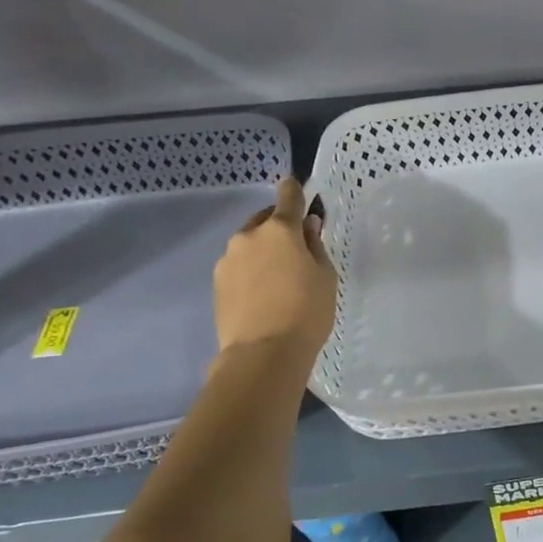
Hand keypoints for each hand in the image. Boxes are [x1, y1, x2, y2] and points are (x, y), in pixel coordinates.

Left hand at [214, 178, 336, 361]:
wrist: (263, 354)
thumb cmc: (306, 311)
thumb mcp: (325, 276)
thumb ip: (315, 245)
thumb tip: (307, 227)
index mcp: (280, 229)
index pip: (288, 197)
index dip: (295, 190)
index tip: (297, 187)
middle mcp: (249, 236)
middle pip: (265, 220)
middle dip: (279, 226)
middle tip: (296, 247)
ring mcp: (228, 260)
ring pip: (249, 244)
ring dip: (263, 250)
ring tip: (279, 276)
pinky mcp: (217, 283)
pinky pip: (238, 266)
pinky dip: (251, 270)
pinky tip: (263, 292)